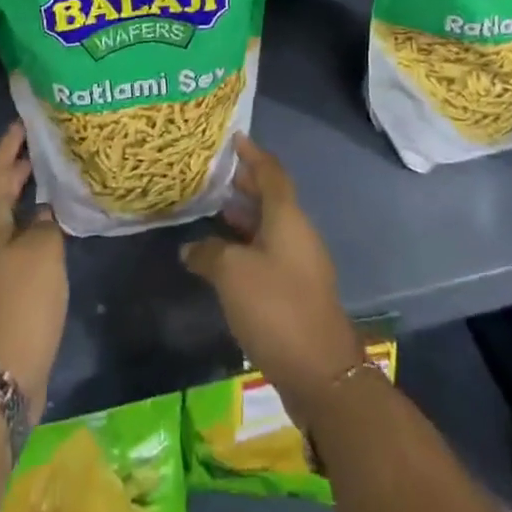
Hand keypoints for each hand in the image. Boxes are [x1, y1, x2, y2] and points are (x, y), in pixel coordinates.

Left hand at [0, 123, 67, 411]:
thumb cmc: (20, 301)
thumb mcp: (43, 250)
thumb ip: (46, 220)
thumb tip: (43, 210)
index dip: (9, 144)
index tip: (25, 120)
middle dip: (18, 167)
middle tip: (45, 143)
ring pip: (6, 217)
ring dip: (26, 196)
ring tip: (54, 177)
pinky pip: (14, 241)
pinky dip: (32, 225)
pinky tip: (55, 226)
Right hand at [181, 134, 364, 414]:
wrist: (321, 372)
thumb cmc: (276, 307)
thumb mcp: (232, 274)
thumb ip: (209, 253)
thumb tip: (191, 249)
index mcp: (287, 217)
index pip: (271, 172)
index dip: (252, 154)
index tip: (234, 138)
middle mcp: (297, 232)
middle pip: (271, 197)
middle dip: (245, 183)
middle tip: (214, 174)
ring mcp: (301, 263)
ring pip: (269, 227)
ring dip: (244, 216)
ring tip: (213, 210)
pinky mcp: (297, 291)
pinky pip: (270, 253)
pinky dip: (248, 245)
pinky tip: (224, 258)